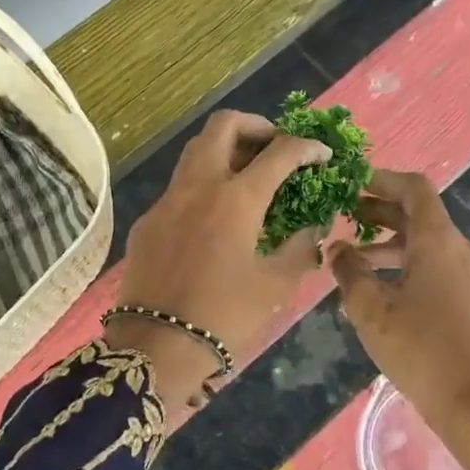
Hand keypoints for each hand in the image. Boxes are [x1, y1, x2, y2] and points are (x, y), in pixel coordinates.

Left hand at [108, 111, 332, 411]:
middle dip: (256, 126)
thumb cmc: (224, 316)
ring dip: (225, 149)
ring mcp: (167, 200)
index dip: (307, 147)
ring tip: (248, 174)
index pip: (280, 152)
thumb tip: (311, 228)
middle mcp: (199, 185)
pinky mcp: (148, 219)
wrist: (157, 345)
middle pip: (223, 125)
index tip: (321, 155)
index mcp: (237, 198)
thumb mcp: (275, 285)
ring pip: (195, 150)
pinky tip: (215, 216)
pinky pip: (179, 186)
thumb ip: (299, 248)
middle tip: (275, 148)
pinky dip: (204, 184)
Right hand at [328, 170, 469, 469]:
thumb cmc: (420, 349)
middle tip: (343, 218)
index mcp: (439, 241)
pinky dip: (409, 267)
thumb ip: (349, 271)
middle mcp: (462, 249)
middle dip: (380, 214)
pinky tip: (382, 293)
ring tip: (354, 262)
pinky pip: (439, 269)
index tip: (352, 184)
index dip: (382, 180)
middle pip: (420, 216)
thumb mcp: (370, 309)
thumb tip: (338, 248)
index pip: (414, 189)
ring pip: (428, 246)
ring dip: (390, 246)